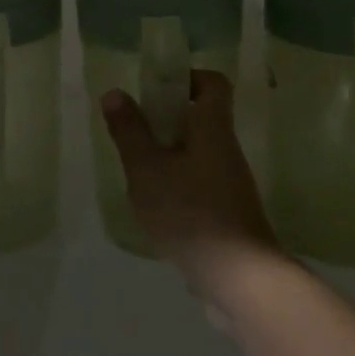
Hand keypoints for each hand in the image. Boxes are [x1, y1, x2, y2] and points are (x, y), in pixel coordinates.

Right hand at [102, 71, 282, 301]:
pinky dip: (179, 184)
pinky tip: (156, 206)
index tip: (157, 89)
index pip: (213, 83)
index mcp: (213, 128)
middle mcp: (227, 149)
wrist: (239, 278)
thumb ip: (129, 131)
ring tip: (139, 172)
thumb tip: (115, 93)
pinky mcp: (229, 213)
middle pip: (202, 118)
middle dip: (167, 119)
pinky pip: (201, 182)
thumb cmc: (190, 212)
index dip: (187, 77)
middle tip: (136, 133)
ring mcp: (231, 183)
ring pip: (199, 152)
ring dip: (170, 154)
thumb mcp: (147, 169)